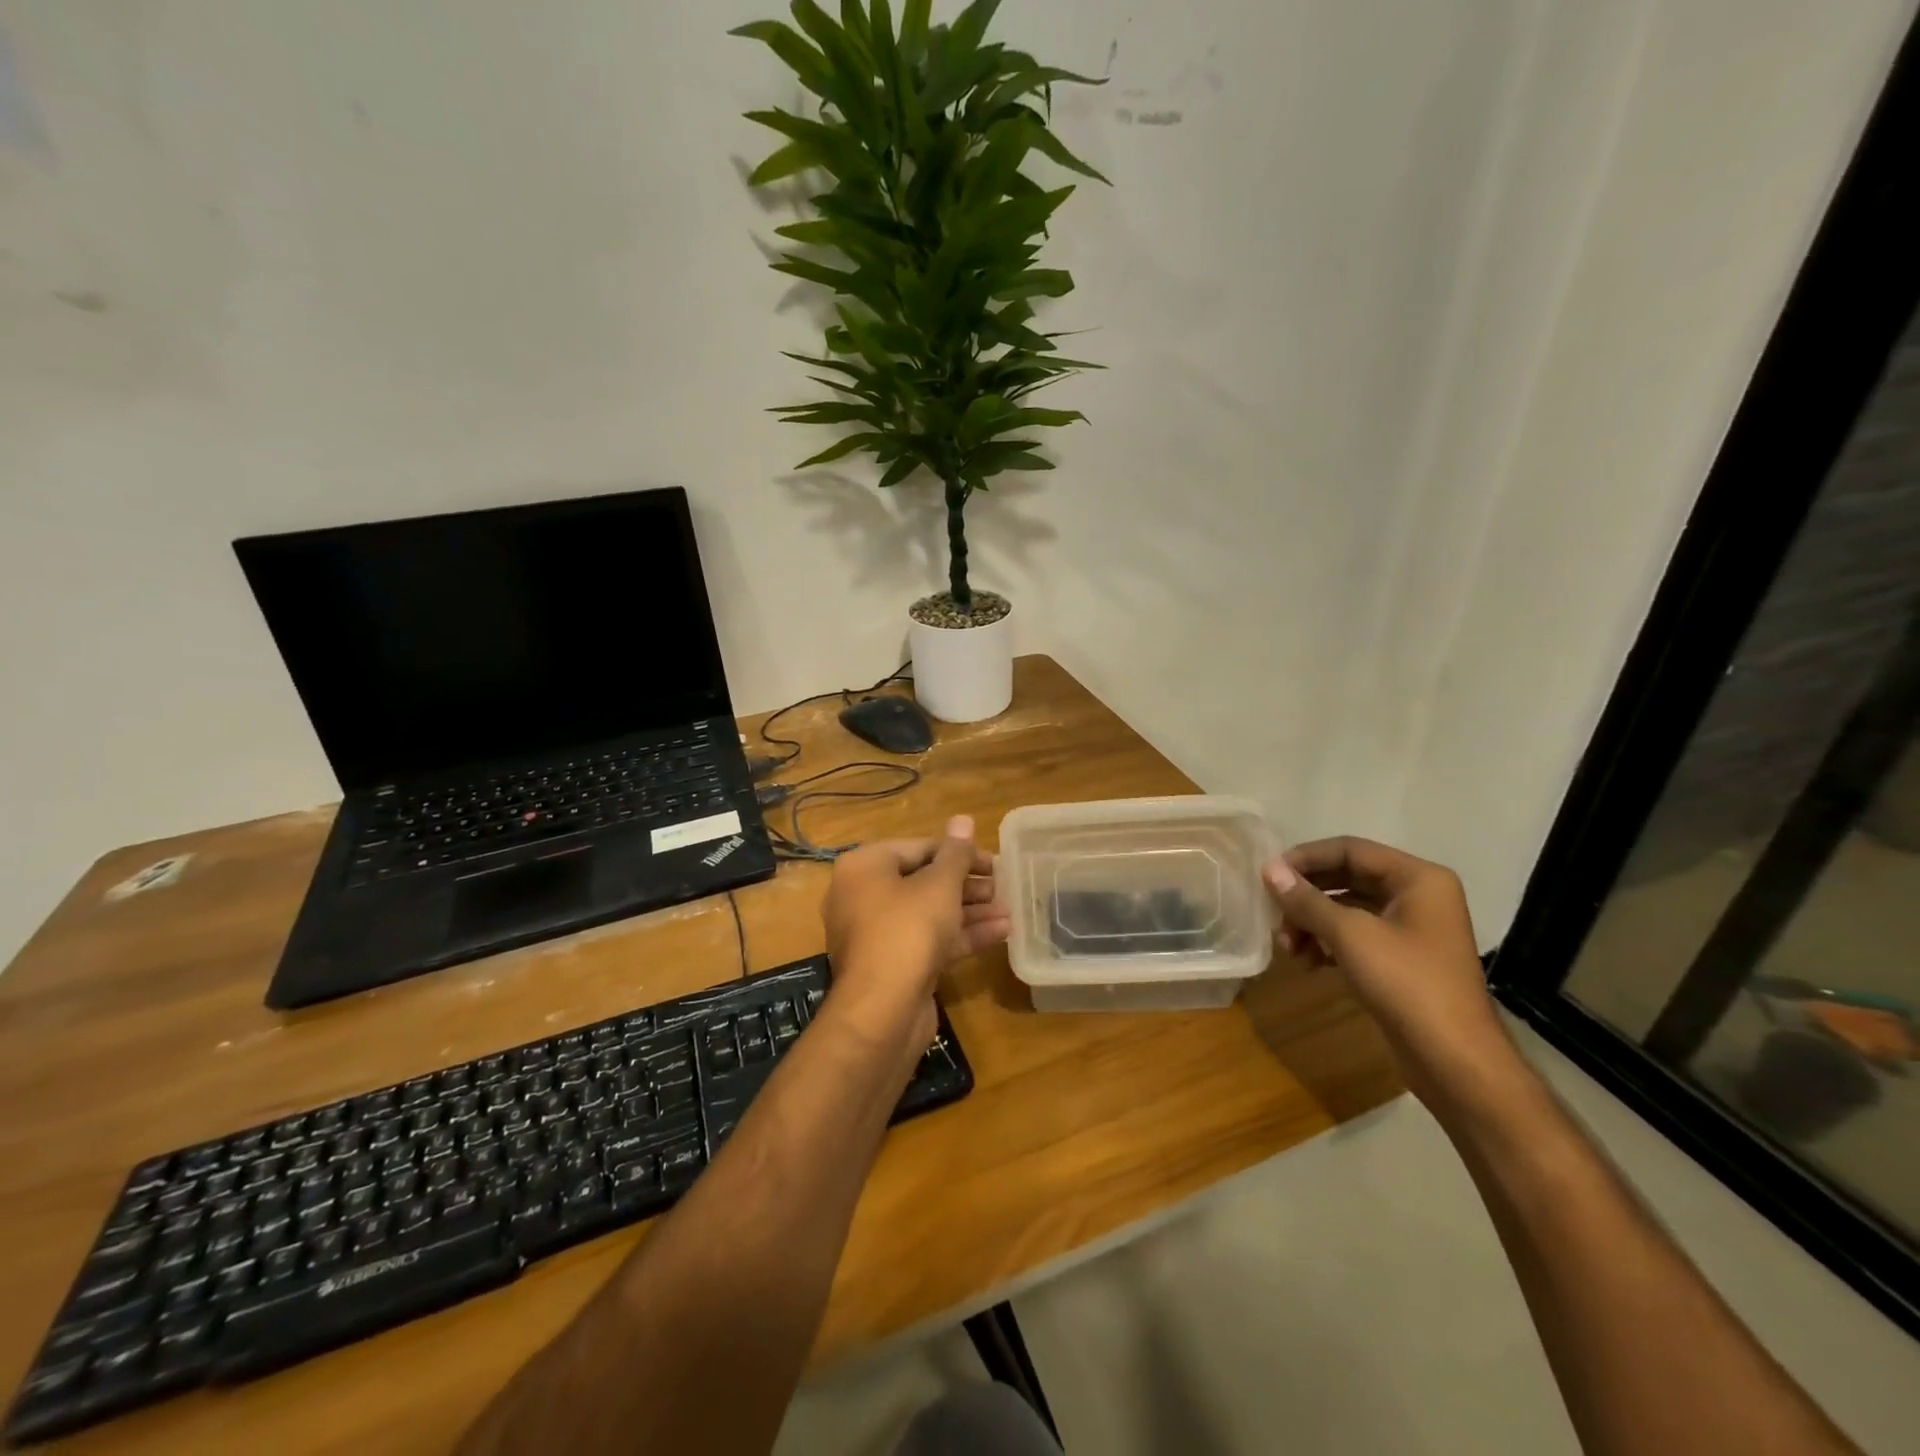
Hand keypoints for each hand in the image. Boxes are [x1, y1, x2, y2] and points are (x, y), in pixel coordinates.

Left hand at [823, 815, 1009, 1048]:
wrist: (882, 1011)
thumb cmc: (908, 930)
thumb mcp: (939, 885)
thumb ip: (956, 853)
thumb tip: (963, 818)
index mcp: (864, 867)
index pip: (918, 848)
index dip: (959, 852)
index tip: (994, 862)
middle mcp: (862, 896)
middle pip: (922, 880)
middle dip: (966, 884)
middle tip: (1003, 887)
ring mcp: (875, 933)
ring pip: (928, 913)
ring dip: (970, 911)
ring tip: (1009, 910)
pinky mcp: (891, 964)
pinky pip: (927, 940)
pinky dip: (960, 935)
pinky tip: (1001, 933)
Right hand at [1263, 837, 1509, 1103]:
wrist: (1455, 1062)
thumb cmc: (1407, 985)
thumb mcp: (1350, 936)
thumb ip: (1307, 900)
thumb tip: (1268, 869)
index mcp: (1418, 878)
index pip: (1350, 850)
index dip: (1306, 858)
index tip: (1268, 875)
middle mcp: (1417, 896)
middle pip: (1346, 878)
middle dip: (1306, 896)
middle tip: (1274, 913)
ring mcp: (1411, 929)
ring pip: (1347, 909)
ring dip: (1312, 923)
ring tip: (1288, 947)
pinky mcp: (1401, 960)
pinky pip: (1355, 936)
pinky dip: (1327, 943)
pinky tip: (1307, 962)